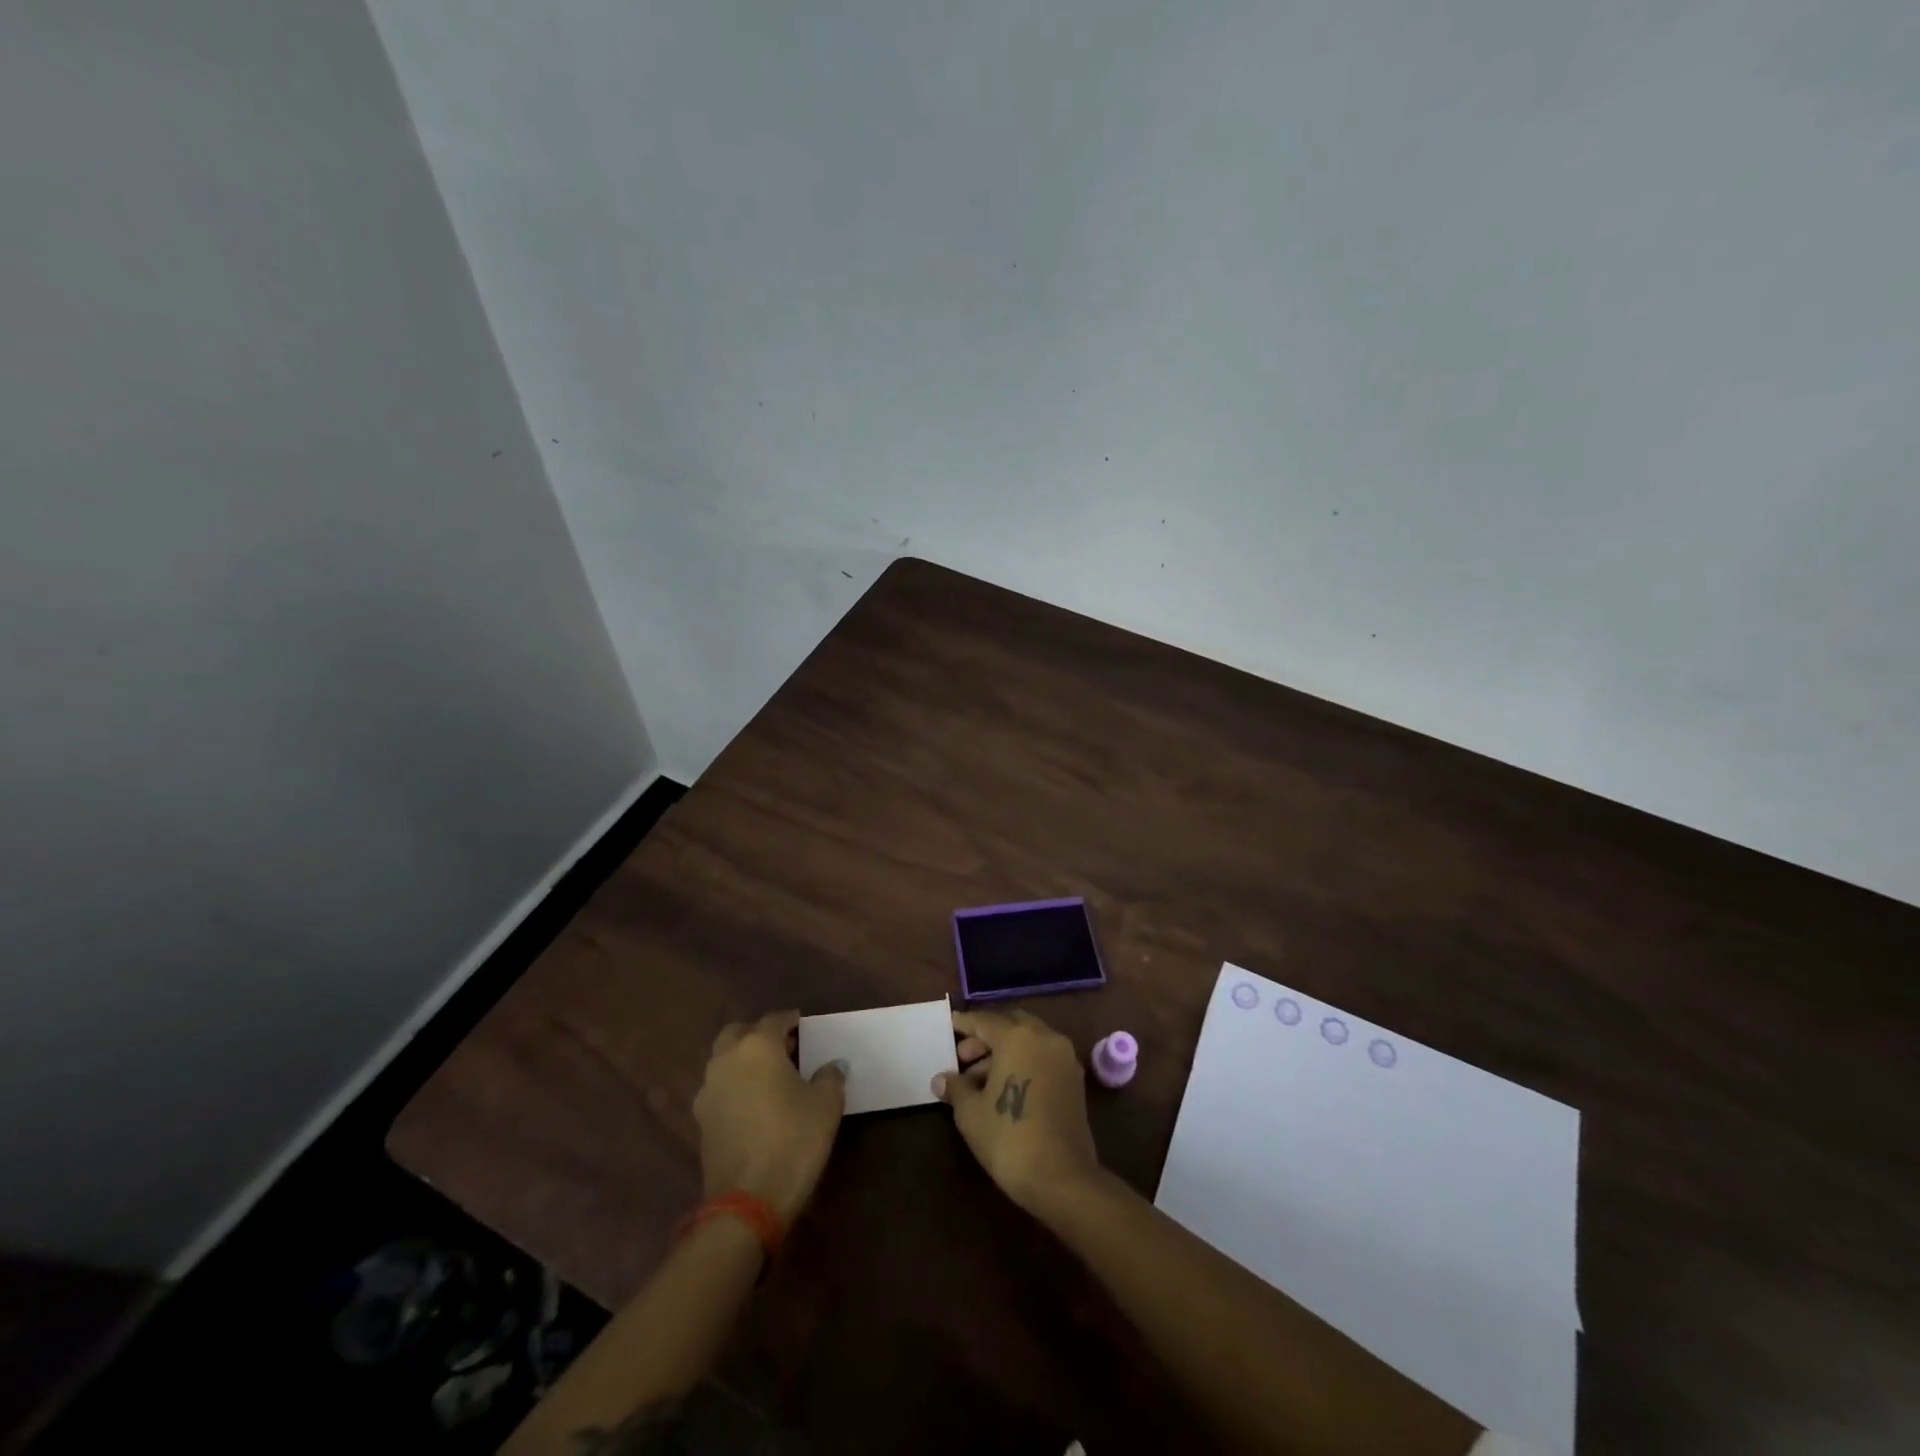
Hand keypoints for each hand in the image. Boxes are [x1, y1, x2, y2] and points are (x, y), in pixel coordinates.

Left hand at [694, 1010, 845, 1225]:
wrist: (747, 1202)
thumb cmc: (793, 1140)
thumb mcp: (826, 1105)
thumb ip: (830, 1077)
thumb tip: (832, 1065)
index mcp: (757, 1046)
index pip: (775, 1020)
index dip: (791, 1021)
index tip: (805, 1027)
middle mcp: (727, 1060)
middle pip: (739, 1033)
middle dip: (758, 1035)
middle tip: (783, 1048)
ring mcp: (709, 1091)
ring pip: (724, 1061)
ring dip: (743, 1061)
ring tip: (770, 1077)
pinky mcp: (701, 1121)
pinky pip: (720, 1089)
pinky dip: (735, 1087)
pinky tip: (755, 1104)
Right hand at [932, 1007, 1101, 1214]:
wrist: (1061, 1178)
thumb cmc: (1009, 1138)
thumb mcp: (971, 1113)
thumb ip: (956, 1088)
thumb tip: (941, 1079)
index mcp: (1017, 1037)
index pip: (985, 1021)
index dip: (965, 1023)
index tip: (951, 1024)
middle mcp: (1045, 1037)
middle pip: (1010, 1026)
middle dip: (986, 1037)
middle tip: (963, 1057)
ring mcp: (1064, 1057)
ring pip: (1029, 1041)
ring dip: (1004, 1051)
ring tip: (978, 1079)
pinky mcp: (1075, 1080)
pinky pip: (1043, 1057)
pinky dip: (1023, 1062)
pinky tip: (1004, 1087)